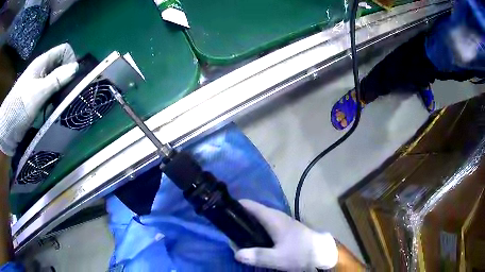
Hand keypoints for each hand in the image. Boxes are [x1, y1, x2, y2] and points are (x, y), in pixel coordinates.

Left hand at [0, 43, 77, 155]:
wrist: (7, 129)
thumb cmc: (20, 106)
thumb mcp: (38, 92)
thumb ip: (56, 79)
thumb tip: (76, 68)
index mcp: (42, 62)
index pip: (64, 50)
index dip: (70, 60)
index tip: (72, 78)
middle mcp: (42, 71)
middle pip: (60, 66)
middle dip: (67, 78)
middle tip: (69, 94)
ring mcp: (39, 86)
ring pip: (56, 82)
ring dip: (61, 91)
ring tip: (62, 104)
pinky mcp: (37, 100)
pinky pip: (50, 95)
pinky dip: (55, 101)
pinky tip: (55, 110)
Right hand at [235, 199, 337, 270]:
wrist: (322, 252)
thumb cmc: (300, 253)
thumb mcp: (277, 257)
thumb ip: (257, 256)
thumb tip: (236, 253)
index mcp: (273, 218)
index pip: (250, 205)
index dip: (236, 206)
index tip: (223, 212)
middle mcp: (277, 216)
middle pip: (253, 212)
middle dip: (239, 218)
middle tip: (227, 230)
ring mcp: (282, 222)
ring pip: (260, 219)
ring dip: (248, 225)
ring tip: (237, 236)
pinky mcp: (286, 229)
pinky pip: (266, 225)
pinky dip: (256, 229)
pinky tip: (254, 240)